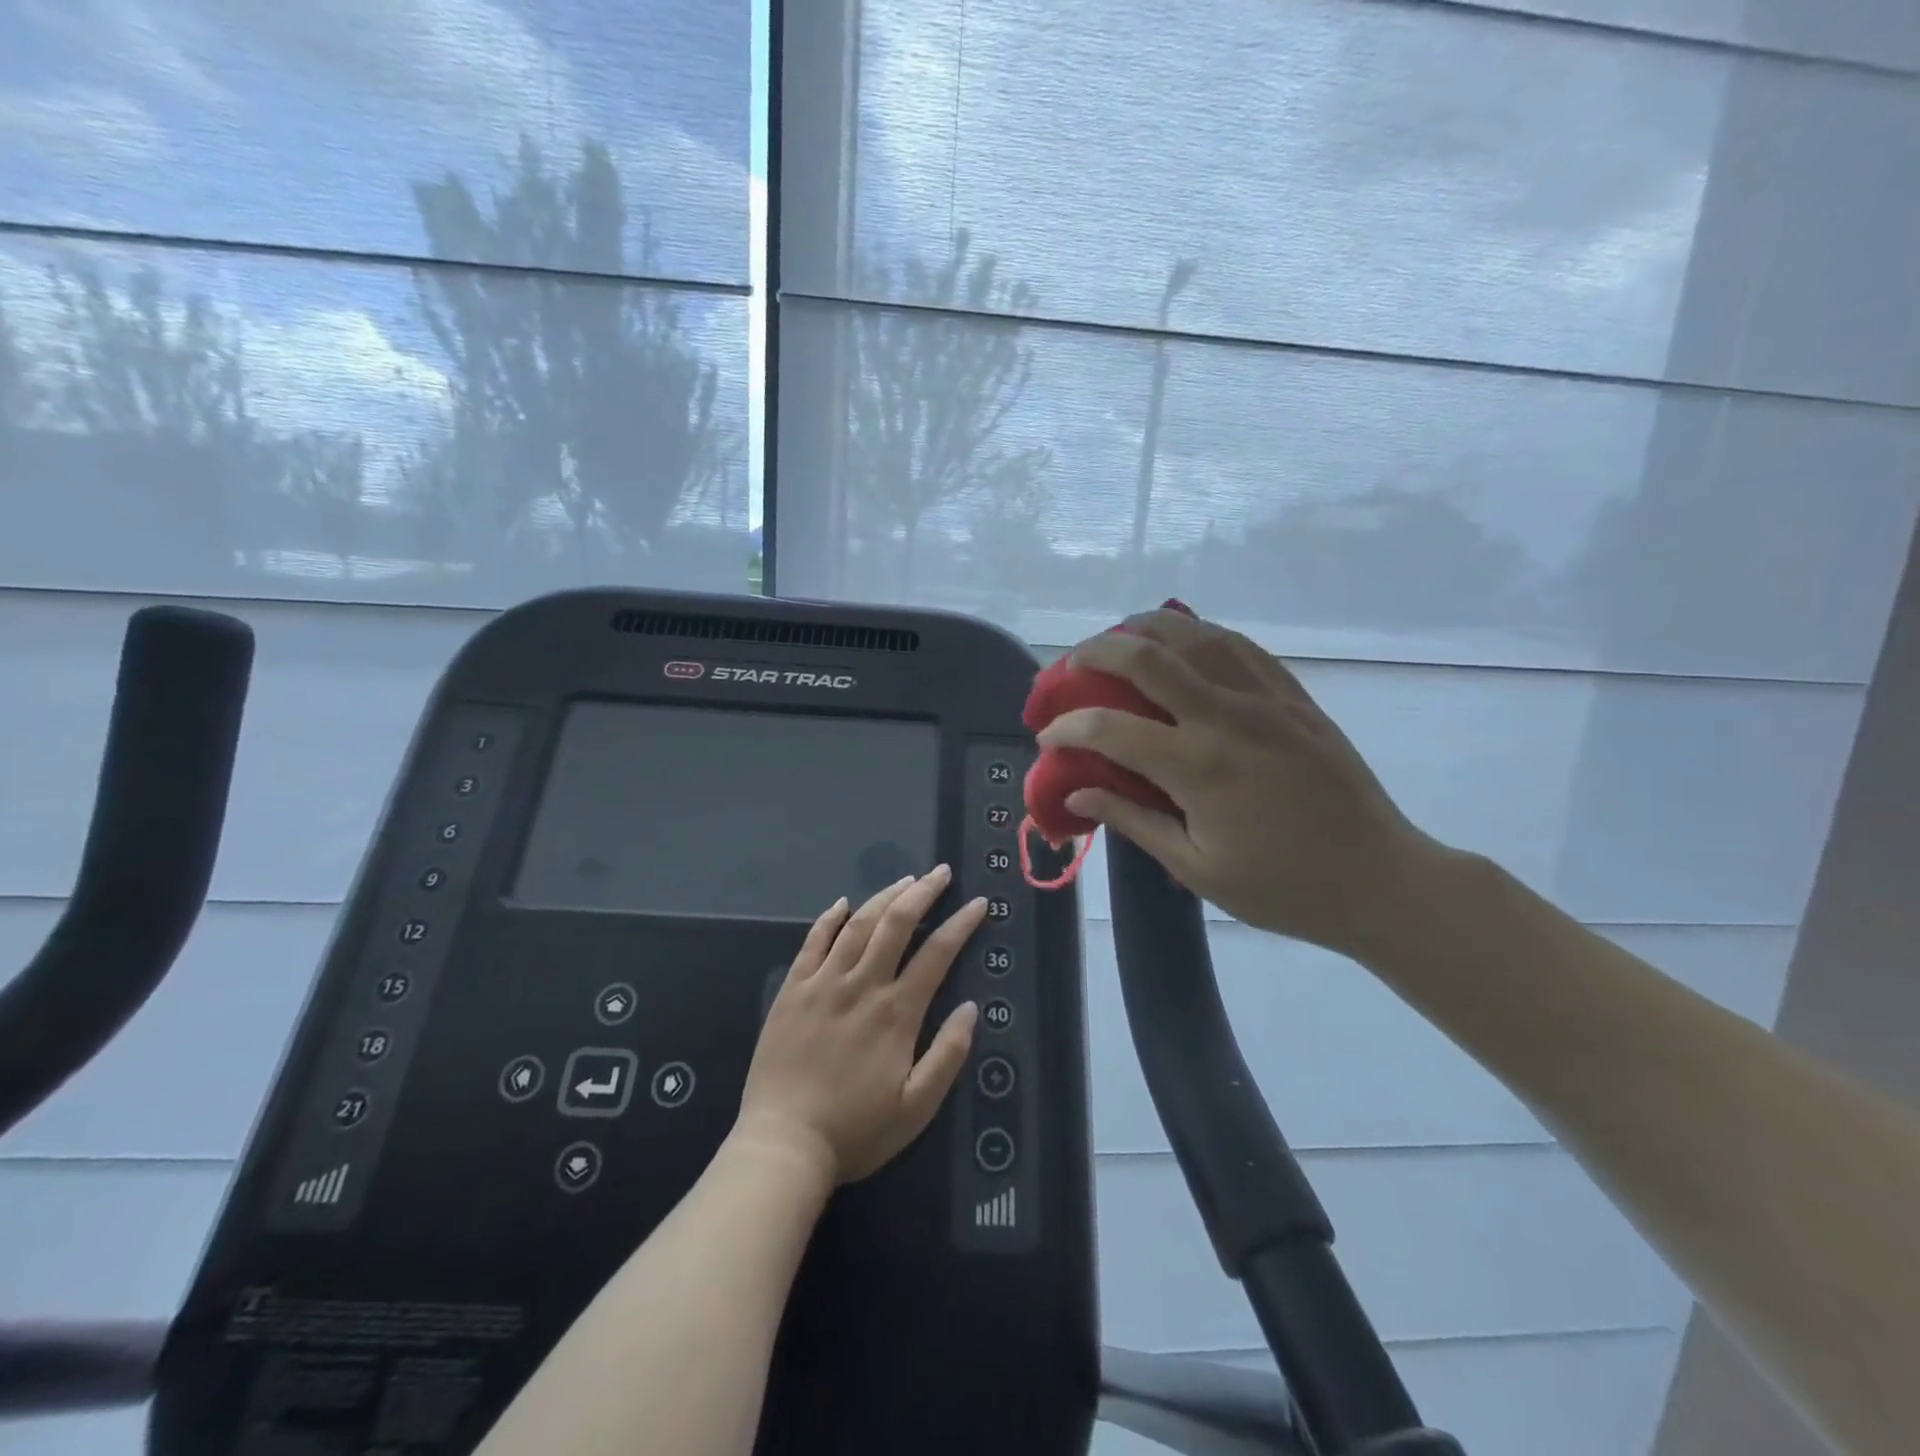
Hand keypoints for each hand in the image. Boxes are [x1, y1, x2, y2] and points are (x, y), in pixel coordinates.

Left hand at [733, 867, 984, 1186]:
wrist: (783, 1146)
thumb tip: (971, 1008)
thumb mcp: (917, 1108)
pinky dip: (829, 918)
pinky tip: (843, 903)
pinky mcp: (792, 990)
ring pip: (858, 924)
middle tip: (940, 873)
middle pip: (896, 924)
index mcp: (897, 1012)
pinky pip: (812, 942)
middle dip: (923, 893)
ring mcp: (823, 983)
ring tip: (904, 880)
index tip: (978, 904)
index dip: (961, 924)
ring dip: (884, 896)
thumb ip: (948, 1055)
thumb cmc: (856, 1131)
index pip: (936, 953)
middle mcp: (862, 986)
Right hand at [1038, 608, 1447, 959]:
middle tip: (1072, 665)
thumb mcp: (1196, 868)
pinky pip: (1240, 647)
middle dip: (1096, 652)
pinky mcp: (1294, 697)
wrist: (1379, 879)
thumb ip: (1132, 821)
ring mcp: (1266, 699)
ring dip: (1147, 628)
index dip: (1067, 728)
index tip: (1047, 738)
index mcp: (1198, 767)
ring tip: (1119, 638)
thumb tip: (1076, 792)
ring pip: (1196, 636)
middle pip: (1148, 658)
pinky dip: (1200, 634)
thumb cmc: (1282, 887)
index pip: (1109, 728)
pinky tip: (1183, 640)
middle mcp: (1227, 717)